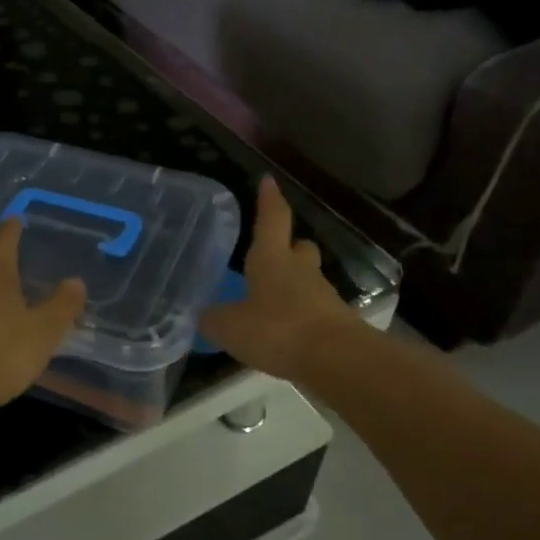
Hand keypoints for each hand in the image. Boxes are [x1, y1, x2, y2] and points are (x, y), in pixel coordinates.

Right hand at [199, 177, 359, 379]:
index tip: (268, 180)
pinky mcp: (334, 322)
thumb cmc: (278, 330)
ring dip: (292, 284)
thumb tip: (204, 315)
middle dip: (288, 247)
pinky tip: (283, 333)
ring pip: (307, 279)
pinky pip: (312, 309)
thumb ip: (212, 319)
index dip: (269, 199)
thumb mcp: (229, 327)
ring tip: (269, 303)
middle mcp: (300, 270)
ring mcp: (322, 295)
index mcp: (272, 259)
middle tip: (273, 254)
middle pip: (298, 248)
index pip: (272, 219)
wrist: (336, 359)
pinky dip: (298, 315)